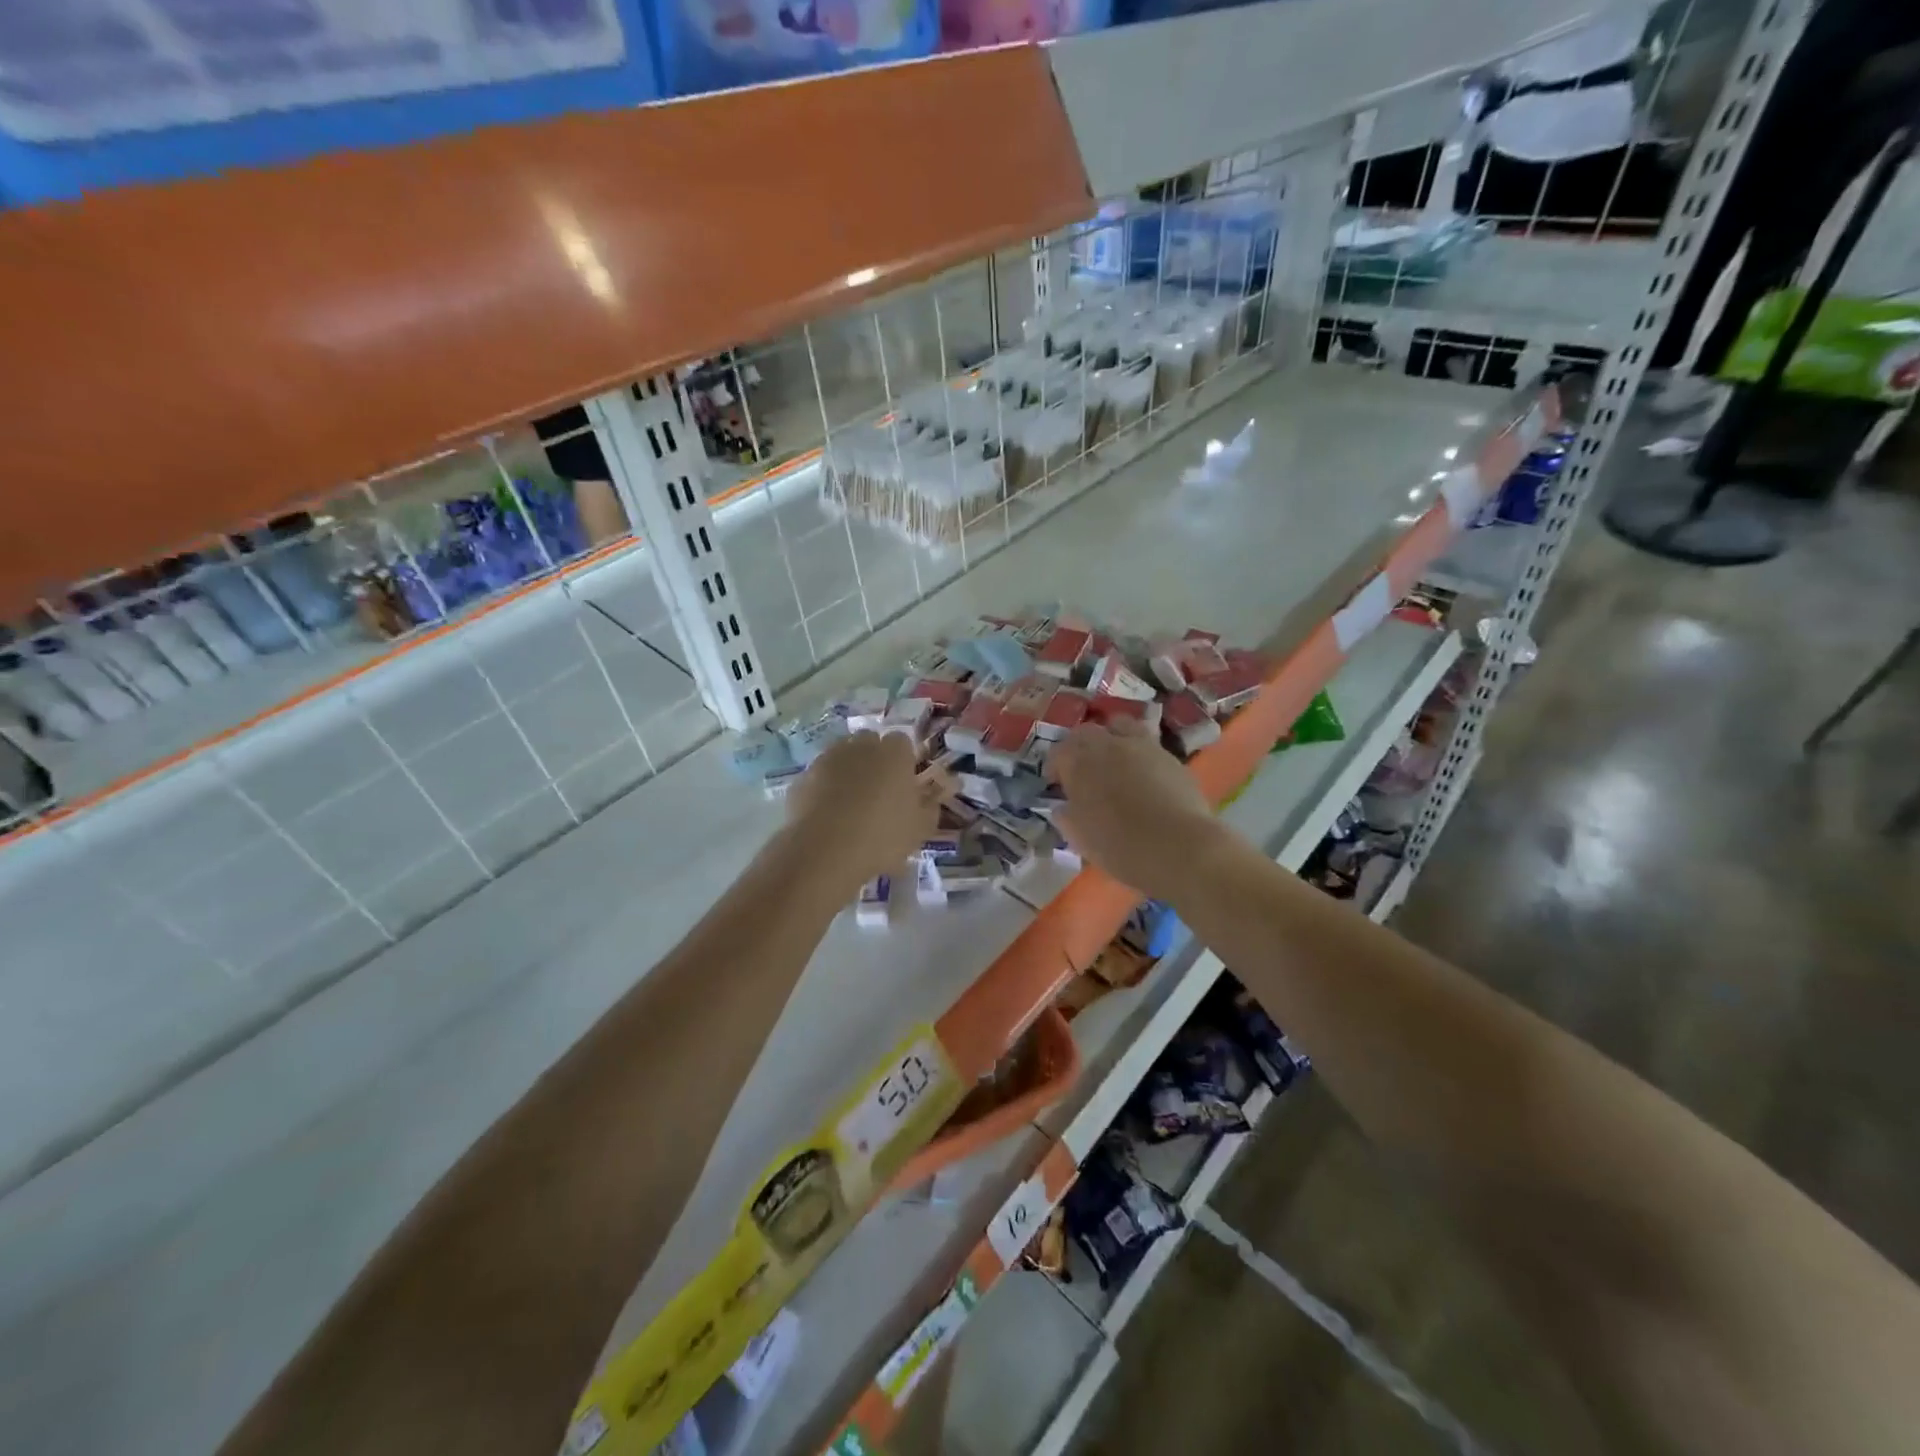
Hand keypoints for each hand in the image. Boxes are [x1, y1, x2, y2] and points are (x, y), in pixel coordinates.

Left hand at [786, 731, 944, 890]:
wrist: (825, 850)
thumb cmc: (883, 835)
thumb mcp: (920, 829)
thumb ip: (930, 807)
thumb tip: (934, 796)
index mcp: (894, 753)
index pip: (901, 741)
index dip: (903, 760)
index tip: (903, 783)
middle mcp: (860, 747)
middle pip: (869, 742)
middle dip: (873, 758)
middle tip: (878, 790)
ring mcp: (828, 759)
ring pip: (841, 756)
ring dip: (847, 771)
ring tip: (850, 804)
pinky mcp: (803, 777)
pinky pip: (819, 777)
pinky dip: (823, 789)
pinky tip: (827, 815)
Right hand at [1051, 719, 1222, 900]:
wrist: (1179, 848)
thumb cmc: (1121, 847)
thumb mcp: (1081, 839)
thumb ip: (1067, 817)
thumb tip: (1063, 807)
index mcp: (1080, 764)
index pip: (1059, 752)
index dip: (1055, 766)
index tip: (1056, 784)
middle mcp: (1108, 745)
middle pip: (1087, 732)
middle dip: (1080, 748)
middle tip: (1083, 771)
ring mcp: (1142, 746)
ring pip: (1120, 726)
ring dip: (1111, 738)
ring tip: (1114, 761)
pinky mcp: (1170, 756)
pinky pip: (1147, 744)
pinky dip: (1138, 753)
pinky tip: (1143, 775)